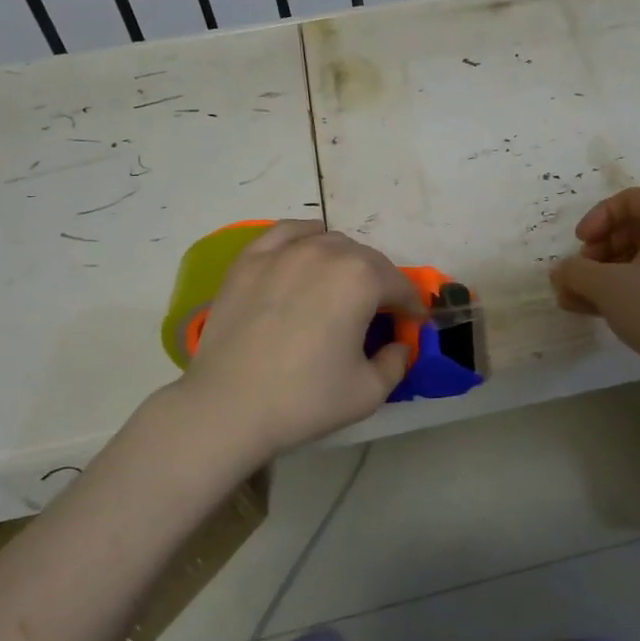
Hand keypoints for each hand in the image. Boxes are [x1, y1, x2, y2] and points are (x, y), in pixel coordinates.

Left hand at [177, 220, 423, 459]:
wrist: (227, 407)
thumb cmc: (305, 399)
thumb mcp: (369, 391)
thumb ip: (397, 362)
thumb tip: (399, 344)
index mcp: (361, 279)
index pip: (399, 285)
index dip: (411, 306)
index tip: (412, 324)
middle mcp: (326, 252)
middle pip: (366, 260)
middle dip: (380, 283)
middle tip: (377, 312)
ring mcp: (283, 251)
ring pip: (329, 241)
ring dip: (345, 261)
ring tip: (340, 286)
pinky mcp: (249, 259)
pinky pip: (286, 233)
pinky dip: (304, 239)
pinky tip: (305, 252)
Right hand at [549, 188, 639, 373]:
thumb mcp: (606, 285)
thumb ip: (575, 271)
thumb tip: (561, 272)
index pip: (630, 199)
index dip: (598, 216)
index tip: (581, 242)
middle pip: (629, 230)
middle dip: (595, 251)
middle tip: (578, 274)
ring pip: (633, 261)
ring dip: (598, 276)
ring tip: (571, 300)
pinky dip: (615, 292)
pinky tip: (587, 311)